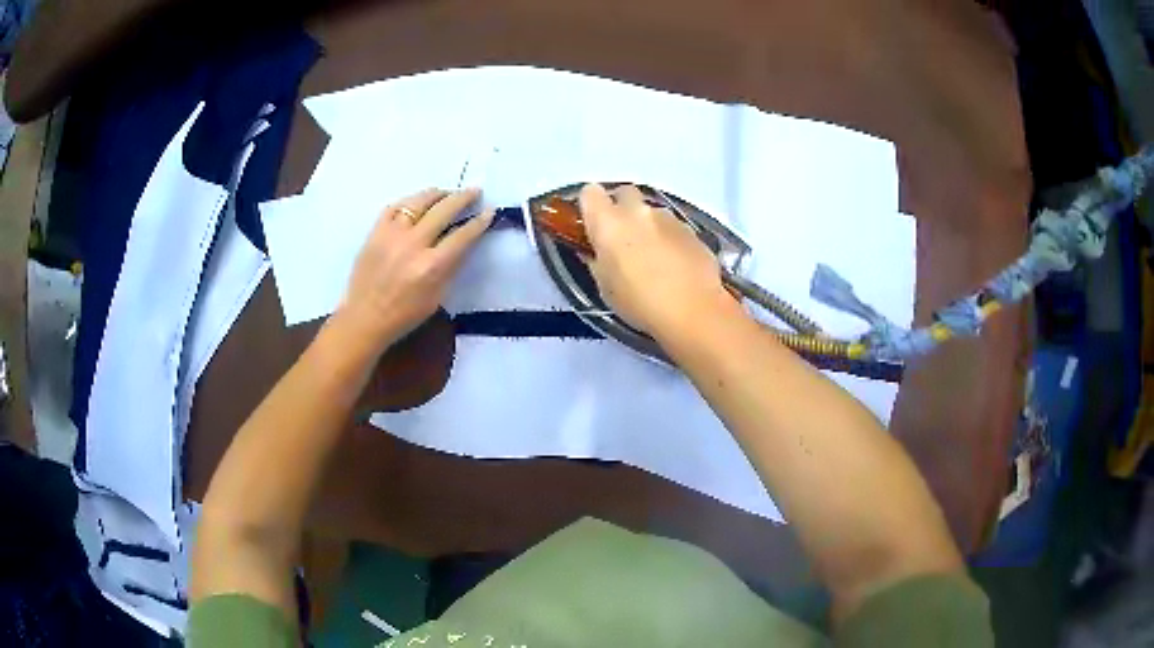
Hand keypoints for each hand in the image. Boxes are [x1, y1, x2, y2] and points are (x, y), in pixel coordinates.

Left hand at [337, 188, 492, 352]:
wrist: (364, 318)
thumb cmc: (404, 315)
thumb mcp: (436, 297)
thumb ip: (450, 268)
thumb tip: (463, 243)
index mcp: (431, 266)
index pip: (462, 236)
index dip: (479, 221)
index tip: (489, 210)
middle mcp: (413, 245)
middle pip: (443, 210)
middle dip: (463, 198)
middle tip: (474, 191)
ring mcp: (391, 235)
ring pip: (418, 202)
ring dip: (437, 194)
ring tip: (446, 193)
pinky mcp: (375, 232)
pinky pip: (394, 207)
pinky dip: (409, 202)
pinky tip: (417, 203)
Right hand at [579, 184, 731, 337]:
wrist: (693, 311)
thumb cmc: (639, 302)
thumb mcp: (606, 288)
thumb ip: (597, 261)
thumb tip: (595, 251)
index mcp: (608, 222)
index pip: (590, 193)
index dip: (590, 206)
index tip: (593, 224)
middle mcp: (637, 211)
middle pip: (624, 193)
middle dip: (621, 208)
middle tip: (622, 237)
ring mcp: (669, 218)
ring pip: (652, 211)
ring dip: (648, 225)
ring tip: (653, 256)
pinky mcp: (692, 231)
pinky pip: (674, 228)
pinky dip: (670, 239)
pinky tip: (675, 265)